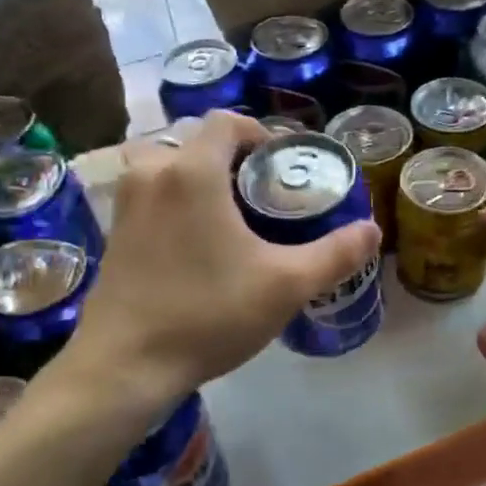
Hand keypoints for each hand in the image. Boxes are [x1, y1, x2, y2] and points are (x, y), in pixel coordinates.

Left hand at [50, 111, 380, 407]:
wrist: (125, 365)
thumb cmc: (208, 313)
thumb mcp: (286, 285)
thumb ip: (335, 254)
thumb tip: (372, 231)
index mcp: (192, 171)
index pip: (227, 120)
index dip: (260, 132)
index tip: (283, 164)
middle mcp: (152, 174)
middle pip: (196, 141)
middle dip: (232, 158)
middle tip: (263, 194)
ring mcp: (126, 203)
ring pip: (167, 167)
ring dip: (199, 177)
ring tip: (230, 214)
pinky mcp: (113, 233)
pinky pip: (150, 195)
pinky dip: (175, 200)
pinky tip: (198, 243)